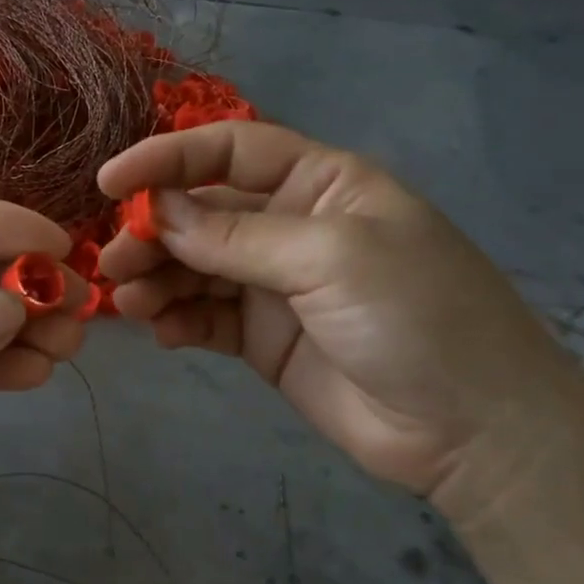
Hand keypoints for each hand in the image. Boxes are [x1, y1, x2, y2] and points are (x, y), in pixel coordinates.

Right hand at [98, 123, 583, 505]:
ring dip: (156, 278)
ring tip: (129, 301)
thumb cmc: (418, 317)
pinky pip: (205, 317)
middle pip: (202, 213)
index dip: (167, 158)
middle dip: (154, 231)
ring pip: (194, 267)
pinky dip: (177, 320)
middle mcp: (291, 226)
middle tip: (112, 261)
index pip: (230, 151)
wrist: (474, 432)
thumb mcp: (330, 258)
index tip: (109, 181)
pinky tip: (163, 333)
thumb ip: (236, 236)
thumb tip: (158, 211)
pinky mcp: (263, 338)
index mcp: (320, 183)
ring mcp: (275, 285)